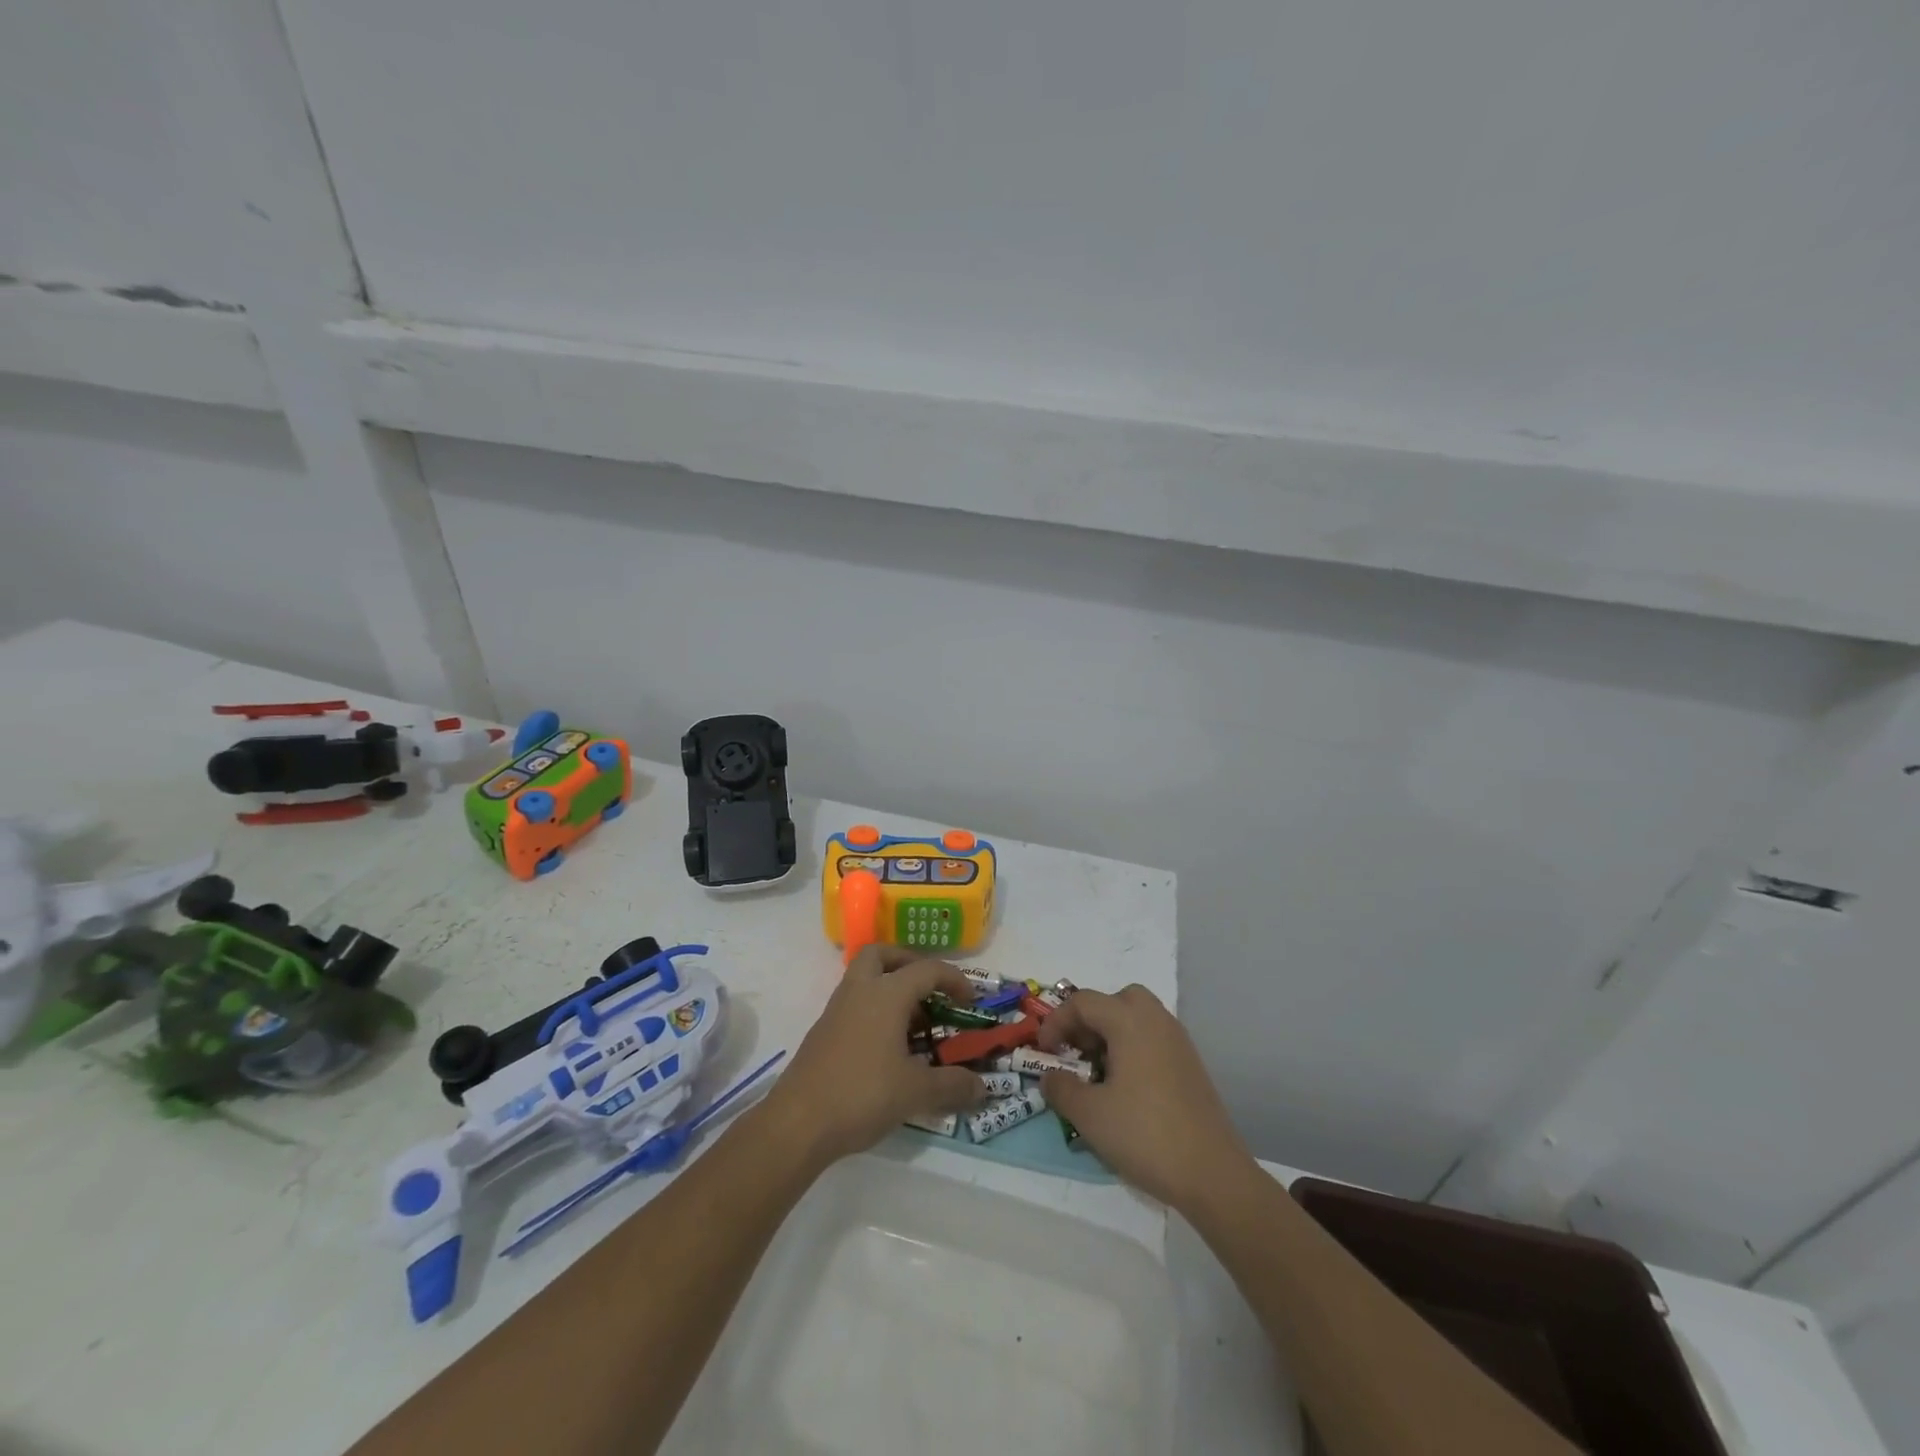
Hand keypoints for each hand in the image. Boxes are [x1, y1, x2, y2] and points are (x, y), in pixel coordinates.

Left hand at [765, 945, 987, 1165]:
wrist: (798, 1122)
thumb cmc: (862, 1094)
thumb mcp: (916, 1092)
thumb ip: (952, 1086)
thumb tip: (983, 1089)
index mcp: (886, 994)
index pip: (927, 970)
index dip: (954, 979)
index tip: (970, 1001)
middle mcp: (860, 991)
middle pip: (881, 954)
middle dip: (908, 963)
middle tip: (929, 989)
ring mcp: (836, 1009)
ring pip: (863, 977)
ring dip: (889, 987)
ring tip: (912, 1022)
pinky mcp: (823, 1031)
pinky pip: (853, 1003)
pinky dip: (873, 1010)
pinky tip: (886, 1046)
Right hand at [1037, 984, 1251, 1210]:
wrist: (1212, 1173)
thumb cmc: (1145, 1134)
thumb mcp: (1089, 1115)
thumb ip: (1061, 1088)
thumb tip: (1050, 1076)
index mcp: (1130, 1021)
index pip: (1083, 1002)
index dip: (1056, 1022)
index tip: (1044, 1052)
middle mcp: (1156, 1020)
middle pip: (1115, 1000)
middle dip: (1089, 1020)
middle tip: (1076, 1051)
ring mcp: (1178, 1041)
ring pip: (1137, 1018)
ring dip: (1111, 1034)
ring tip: (1098, 1071)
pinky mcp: (1190, 1065)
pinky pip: (1153, 1038)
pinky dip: (1133, 1048)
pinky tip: (1126, 1088)